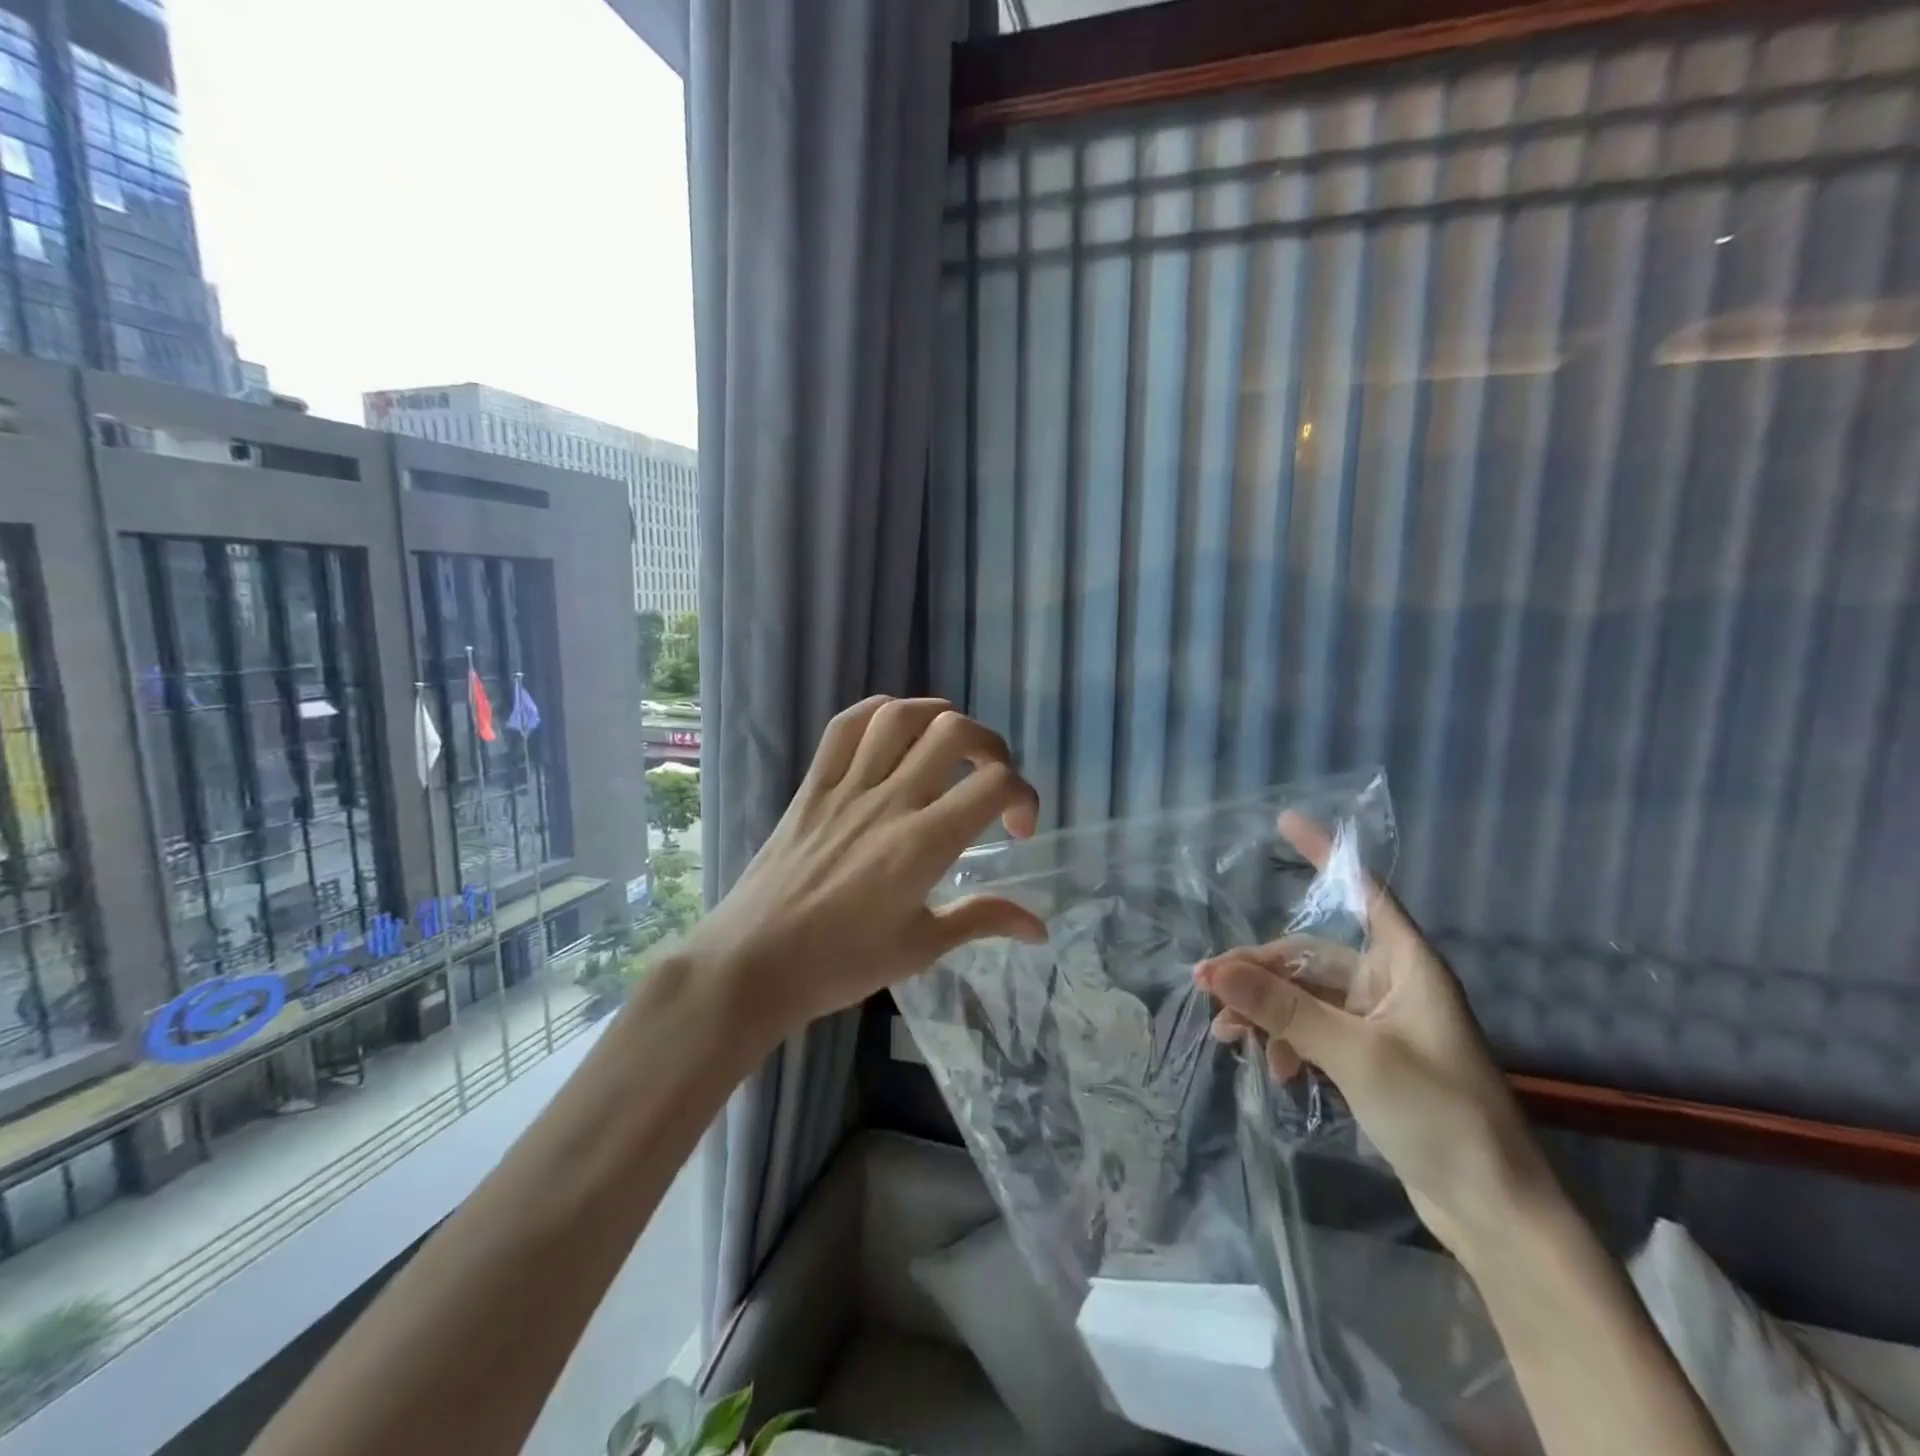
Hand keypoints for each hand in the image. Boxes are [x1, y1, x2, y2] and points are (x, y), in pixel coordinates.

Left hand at [680, 696, 1045, 1039]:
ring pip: (900, 716)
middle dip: (990, 746)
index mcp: (923, 844)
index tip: (1016, 829)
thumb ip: (982, 920)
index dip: (1024, 795)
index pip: (994, 784)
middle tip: (990, 779)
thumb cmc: (840, 963)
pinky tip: (894, 729)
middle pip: (954, 733)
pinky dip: (878, 712)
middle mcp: (890, 801)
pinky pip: (844, 726)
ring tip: (950, 743)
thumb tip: (1039, 927)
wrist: (753, 963)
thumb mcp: (921, 947)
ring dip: (938, 717)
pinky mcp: (813, 785)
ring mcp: (847, 787)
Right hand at [1195, 813, 1552, 1258]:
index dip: (1325, 854)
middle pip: (1311, 956)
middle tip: (1210, 992)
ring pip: (1306, 996)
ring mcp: (1380, 1023)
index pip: (1362, 891)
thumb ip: (1282, 1008)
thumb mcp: (1354, 1055)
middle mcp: (1391, 984)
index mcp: (1406, 965)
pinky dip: (1287, 1042)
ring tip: (1229, 1038)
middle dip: (1260, 972)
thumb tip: (1212, 970)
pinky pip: (1314, 1031)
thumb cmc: (1439, 1115)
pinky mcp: (1370, 1059)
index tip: (1285, 821)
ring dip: (1267, 1011)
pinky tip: (1272, 1069)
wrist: (1494, 1212)